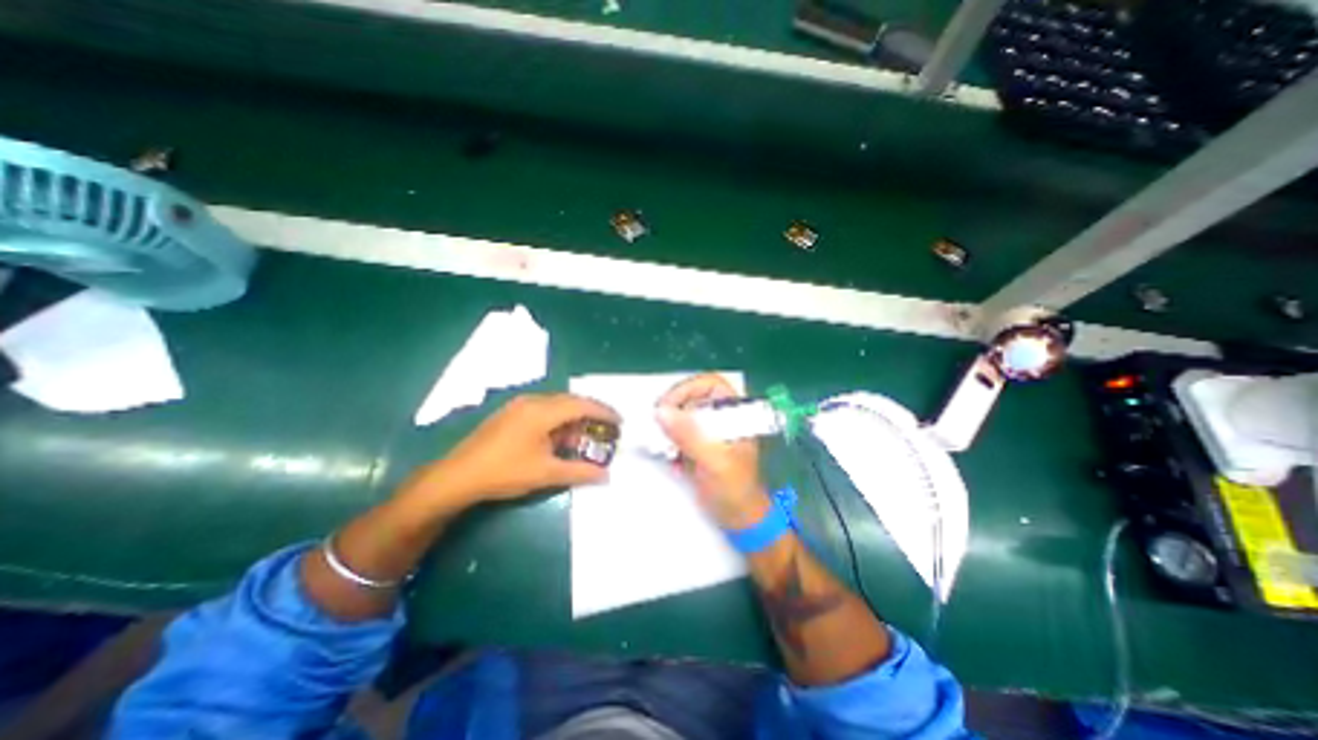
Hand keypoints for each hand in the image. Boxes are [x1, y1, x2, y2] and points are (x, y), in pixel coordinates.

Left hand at [414, 393, 621, 507]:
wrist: (457, 477)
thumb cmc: (504, 472)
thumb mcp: (546, 474)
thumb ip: (580, 472)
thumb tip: (607, 475)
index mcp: (543, 411)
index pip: (582, 405)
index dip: (604, 412)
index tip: (621, 422)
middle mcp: (533, 401)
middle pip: (571, 401)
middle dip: (592, 413)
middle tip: (608, 428)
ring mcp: (519, 405)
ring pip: (557, 405)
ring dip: (575, 417)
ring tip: (587, 435)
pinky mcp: (511, 413)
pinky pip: (544, 410)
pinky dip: (560, 420)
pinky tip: (561, 436)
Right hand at [652, 374, 769, 528]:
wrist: (739, 520)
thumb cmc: (735, 489)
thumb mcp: (714, 461)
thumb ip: (690, 435)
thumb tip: (661, 411)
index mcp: (735, 413)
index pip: (709, 384)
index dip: (687, 389)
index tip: (667, 407)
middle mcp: (721, 417)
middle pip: (691, 397)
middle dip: (672, 408)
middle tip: (656, 425)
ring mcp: (708, 431)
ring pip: (681, 414)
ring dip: (666, 427)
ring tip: (660, 444)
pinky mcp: (696, 445)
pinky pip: (676, 433)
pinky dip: (667, 442)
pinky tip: (668, 458)